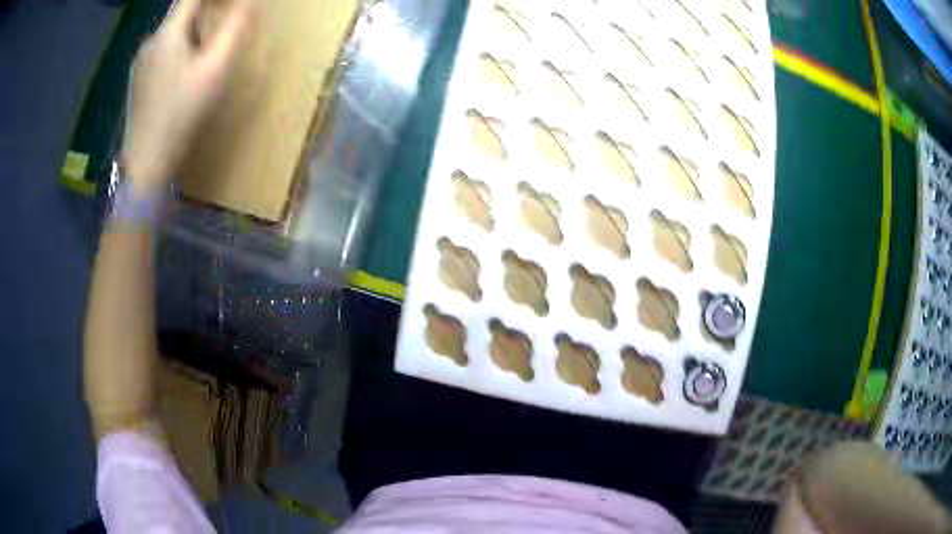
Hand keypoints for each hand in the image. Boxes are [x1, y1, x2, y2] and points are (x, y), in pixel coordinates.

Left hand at [121, 0, 251, 192]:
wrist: (146, 165)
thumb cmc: (181, 115)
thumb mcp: (214, 70)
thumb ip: (232, 29)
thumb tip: (248, 1)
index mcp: (167, 35)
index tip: (229, 3)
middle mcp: (149, 43)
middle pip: (180, 13)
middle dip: (204, 9)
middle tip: (225, 18)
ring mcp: (140, 64)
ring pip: (170, 34)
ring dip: (191, 30)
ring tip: (207, 48)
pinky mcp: (137, 82)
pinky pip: (161, 52)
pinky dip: (178, 48)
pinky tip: (185, 71)